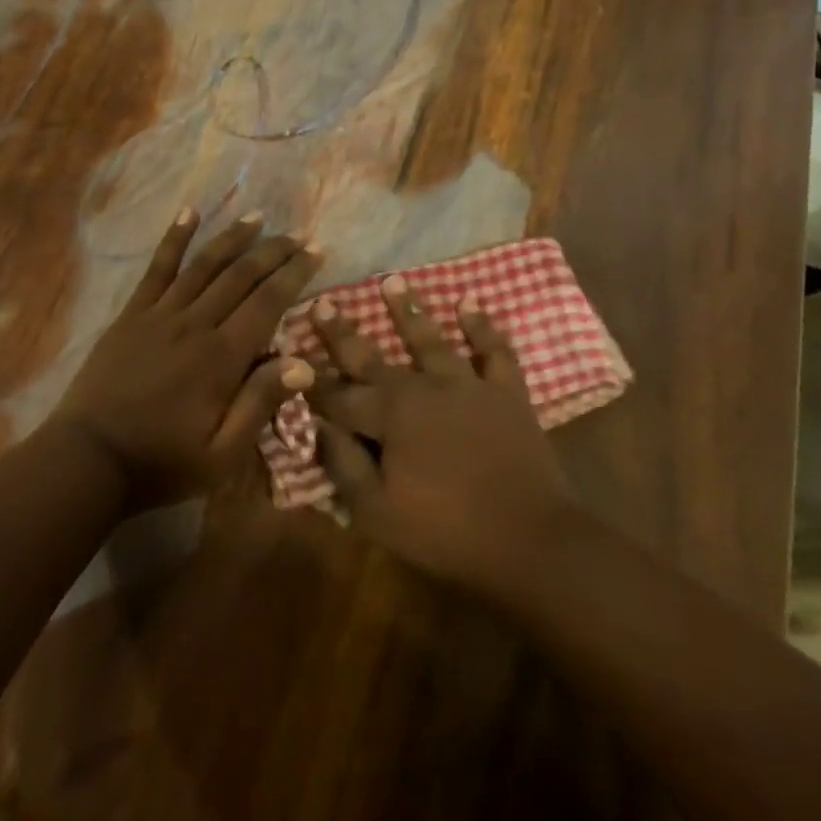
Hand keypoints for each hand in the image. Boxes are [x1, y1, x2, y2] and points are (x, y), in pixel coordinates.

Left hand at [53, 209, 319, 505]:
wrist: (87, 459)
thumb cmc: (160, 462)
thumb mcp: (221, 455)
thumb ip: (260, 405)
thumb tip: (304, 363)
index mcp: (221, 358)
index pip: (268, 302)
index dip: (295, 273)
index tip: (316, 251)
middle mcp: (195, 324)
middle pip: (241, 275)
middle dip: (273, 251)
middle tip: (298, 234)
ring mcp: (160, 314)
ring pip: (204, 264)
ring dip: (233, 237)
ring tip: (258, 216)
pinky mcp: (132, 314)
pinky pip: (157, 268)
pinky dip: (175, 238)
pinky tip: (189, 212)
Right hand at [308, 275, 582, 599]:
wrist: (530, 539)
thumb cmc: (446, 530)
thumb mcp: (379, 512)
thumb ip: (343, 465)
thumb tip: (315, 426)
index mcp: (388, 415)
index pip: (338, 395)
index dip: (312, 381)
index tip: (289, 357)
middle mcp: (422, 387)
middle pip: (373, 356)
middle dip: (343, 332)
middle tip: (324, 303)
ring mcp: (466, 384)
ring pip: (430, 339)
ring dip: (409, 310)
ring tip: (392, 281)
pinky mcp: (505, 391)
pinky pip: (493, 350)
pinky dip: (482, 326)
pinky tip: (470, 304)